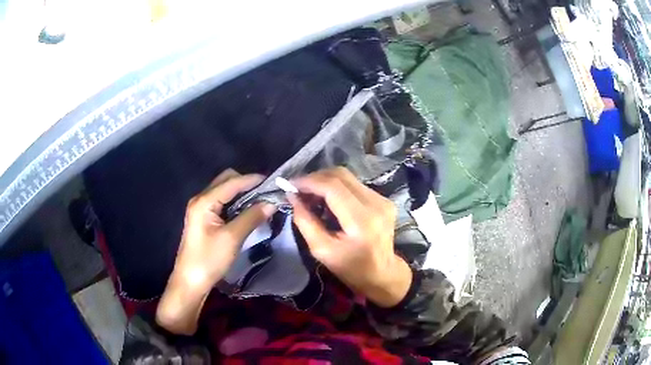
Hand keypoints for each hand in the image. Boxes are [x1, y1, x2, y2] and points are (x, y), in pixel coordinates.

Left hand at [157, 169, 275, 334]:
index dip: (253, 180)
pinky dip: (236, 202)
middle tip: (266, 193)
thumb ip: (251, 217)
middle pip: (226, 180)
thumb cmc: (209, 260)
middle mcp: (201, 199)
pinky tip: (247, 211)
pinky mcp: (203, 218)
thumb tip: (272, 202)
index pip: (232, 182)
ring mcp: (201, 208)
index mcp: (204, 201)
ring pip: (224, 191)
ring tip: (261, 201)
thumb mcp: (232, 238)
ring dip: (242, 193)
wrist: (190, 281)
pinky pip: (222, 202)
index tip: (274, 182)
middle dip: (247, 183)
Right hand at [288, 167, 411, 307]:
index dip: (309, 182)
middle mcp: (376, 204)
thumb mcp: (322, 250)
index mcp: (362, 221)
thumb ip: (305, 221)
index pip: (333, 187)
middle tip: (299, 191)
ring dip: (325, 182)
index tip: (290, 185)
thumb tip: (292, 196)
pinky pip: (355, 185)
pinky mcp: (383, 199)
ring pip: (347, 177)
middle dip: (315, 179)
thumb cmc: (351, 268)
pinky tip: (328, 201)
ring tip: (312, 197)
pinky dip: (337, 188)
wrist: (382, 273)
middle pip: (341, 176)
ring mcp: (382, 199)